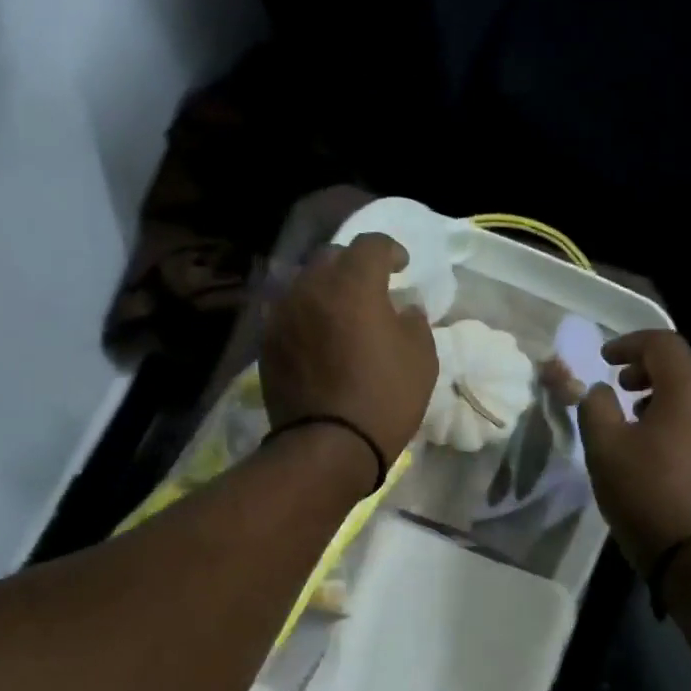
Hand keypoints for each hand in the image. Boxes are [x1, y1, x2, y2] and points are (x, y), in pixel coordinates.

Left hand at [262, 232, 438, 467]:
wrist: (328, 445)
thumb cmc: (385, 399)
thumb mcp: (422, 359)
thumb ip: (414, 321)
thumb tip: (404, 308)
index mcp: (353, 284)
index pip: (371, 245)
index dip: (390, 250)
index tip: (402, 267)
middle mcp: (311, 288)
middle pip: (331, 257)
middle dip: (353, 265)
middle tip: (370, 288)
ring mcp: (283, 315)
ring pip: (305, 284)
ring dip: (326, 289)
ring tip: (341, 313)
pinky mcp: (268, 343)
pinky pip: (289, 313)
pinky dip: (307, 315)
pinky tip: (319, 337)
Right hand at [578, 331, 690, 570]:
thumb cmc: (646, 493)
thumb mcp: (604, 447)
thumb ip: (596, 407)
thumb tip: (601, 391)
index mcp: (690, 388)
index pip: (662, 343)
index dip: (629, 344)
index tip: (604, 360)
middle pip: (690, 360)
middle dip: (654, 364)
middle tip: (624, 385)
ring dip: (674, 388)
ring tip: (643, 413)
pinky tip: (667, 439)